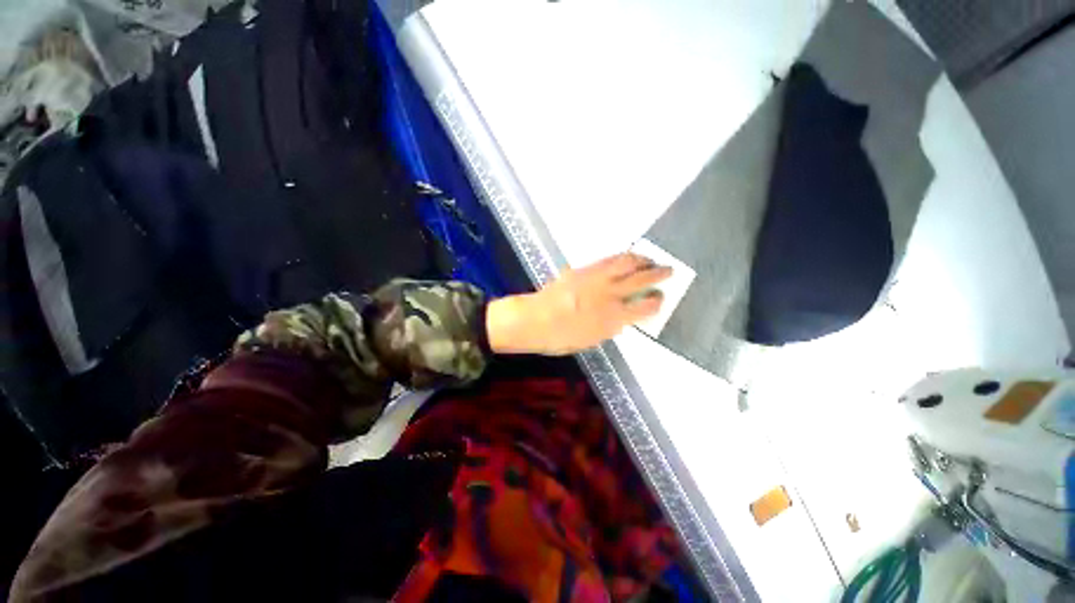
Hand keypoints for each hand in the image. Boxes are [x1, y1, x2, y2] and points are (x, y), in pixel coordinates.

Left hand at [486, 253, 671, 355]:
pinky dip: (621, 257)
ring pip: (626, 262)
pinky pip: (608, 259)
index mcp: (614, 318)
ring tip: (650, 259)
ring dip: (642, 259)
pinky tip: (625, 257)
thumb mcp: (591, 340)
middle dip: (659, 274)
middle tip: (668, 270)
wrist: (534, 320)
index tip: (661, 298)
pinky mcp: (584, 269)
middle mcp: (610, 295)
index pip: (645, 307)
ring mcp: (597, 278)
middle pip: (641, 279)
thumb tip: (622, 317)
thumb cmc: (560, 338)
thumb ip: (610, 327)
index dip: (657, 301)